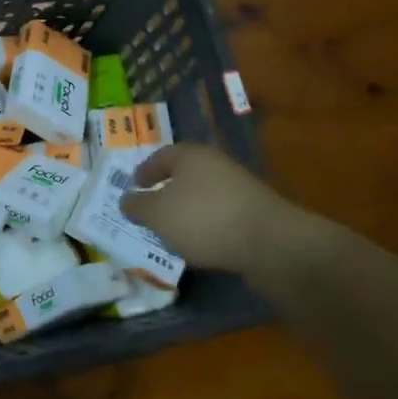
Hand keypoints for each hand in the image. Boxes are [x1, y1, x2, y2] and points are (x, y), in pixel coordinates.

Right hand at [119, 144, 304, 272]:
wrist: (270, 243)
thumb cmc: (203, 219)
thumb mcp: (157, 214)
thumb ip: (138, 206)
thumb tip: (127, 200)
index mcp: (190, 155)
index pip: (161, 156)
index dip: (145, 170)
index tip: (134, 184)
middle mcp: (216, 164)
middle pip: (185, 173)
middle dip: (167, 189)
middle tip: (150, 207)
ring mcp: (240, 188)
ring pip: (204, 194)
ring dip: (188, 209)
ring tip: (173, 230)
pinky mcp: (256, 213)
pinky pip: (221, 214)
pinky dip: (207, 225)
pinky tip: (201, 243)